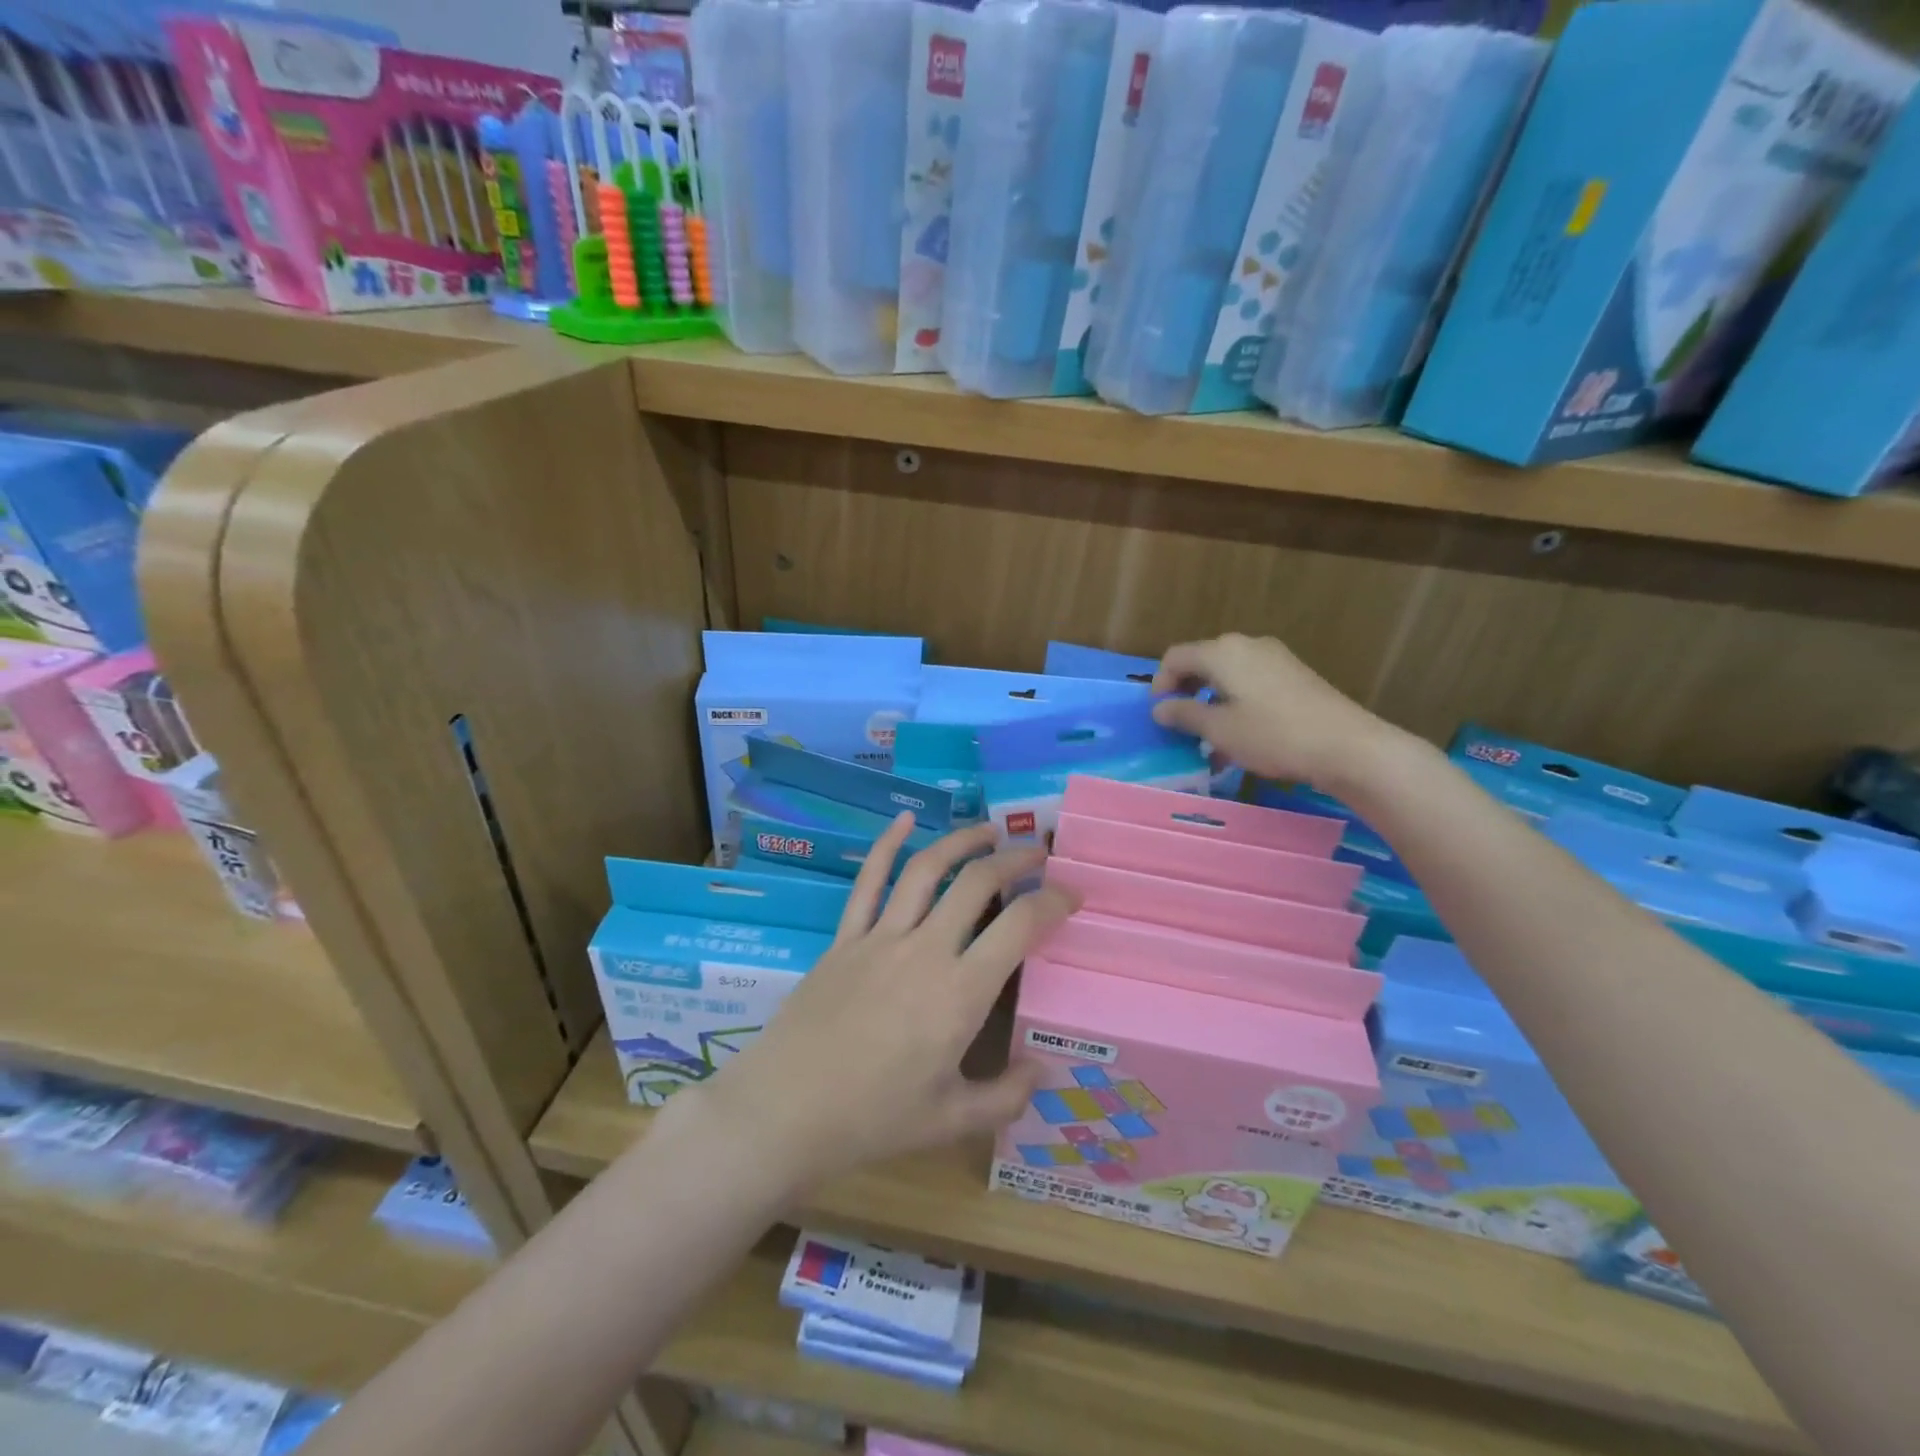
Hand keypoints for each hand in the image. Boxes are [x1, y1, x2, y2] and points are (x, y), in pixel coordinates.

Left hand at [676, 818, 1074, 1200]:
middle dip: (1015, 860)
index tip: (1071, 894)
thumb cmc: (872, 1119)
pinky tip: (904, 819)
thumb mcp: (950, 1121)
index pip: (1020, 926)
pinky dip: (887, 845)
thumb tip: (1044, 1069)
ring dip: (961, 842)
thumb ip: (1005, 1096)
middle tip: (1037, 852)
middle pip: (977, 883)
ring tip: (988, 830)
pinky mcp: (845, 938)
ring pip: (926, 870)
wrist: (785, 1110)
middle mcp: (926, 950)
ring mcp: (880, 937)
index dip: (1053, 901)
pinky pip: (869, 882)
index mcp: (960, 993)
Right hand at [1151, 633, 1402, 792]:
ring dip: (1211, 702)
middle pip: (1202, 662)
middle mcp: (1247, 645)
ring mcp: (1274, 658)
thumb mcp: (1219, 730)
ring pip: (1228, 674)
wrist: (1347, 745)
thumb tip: (1160, 708)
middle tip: (1180, 726)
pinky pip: (1251, 682)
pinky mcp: (1294, 675)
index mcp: (1222, 652)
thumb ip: (1184, 715)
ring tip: (1209, 739)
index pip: (1175, 657)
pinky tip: (1240, 737)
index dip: (1159, 684)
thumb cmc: (1273, 735)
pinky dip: (1236, 703)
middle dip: (1186, 692)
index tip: (1159, 715)